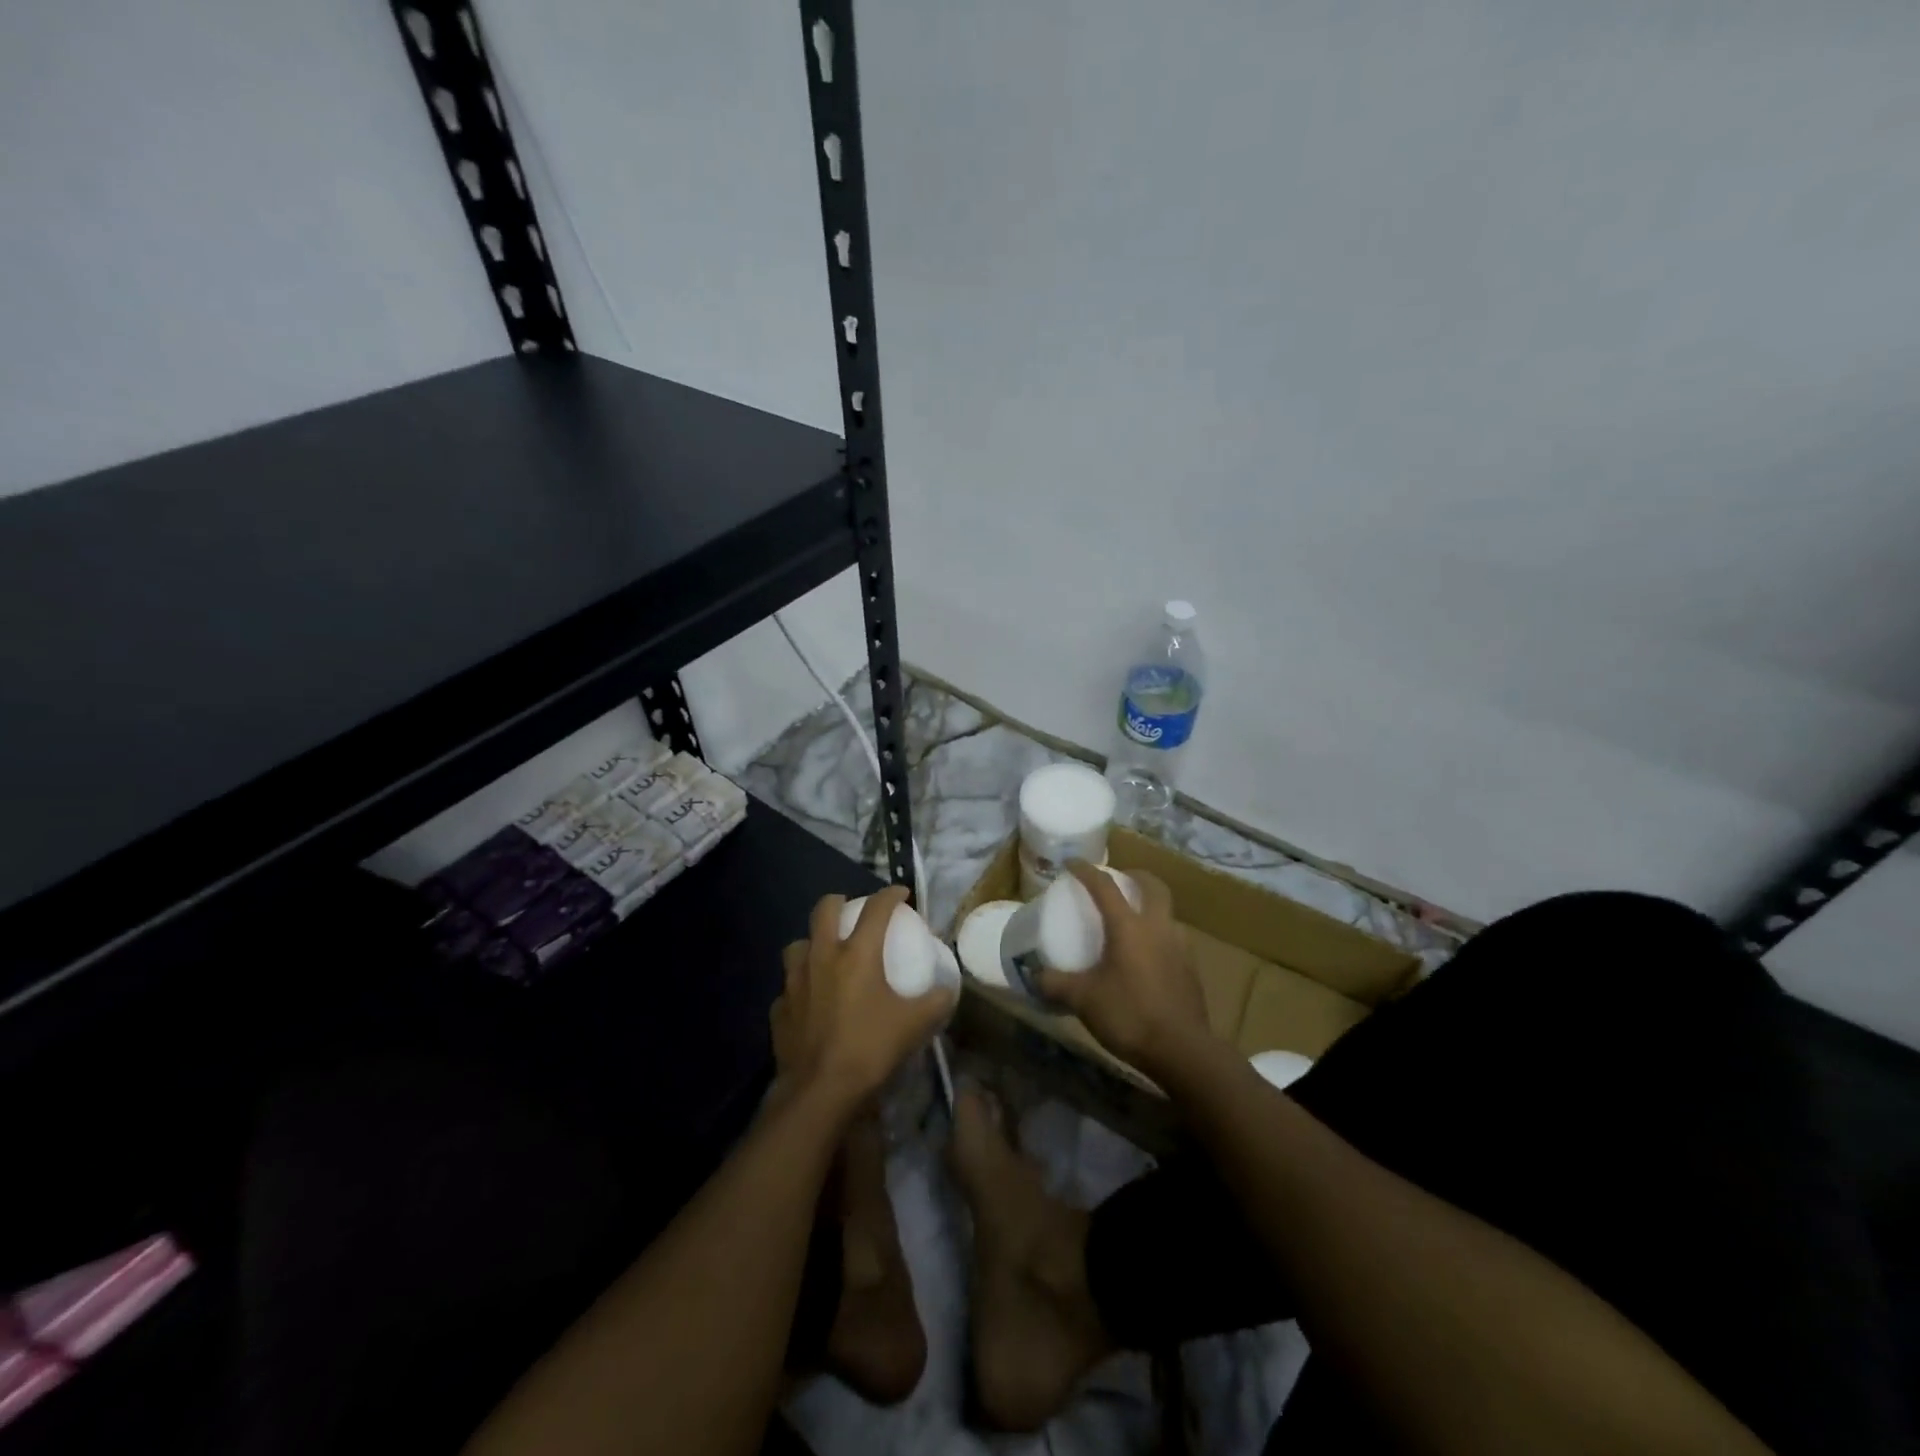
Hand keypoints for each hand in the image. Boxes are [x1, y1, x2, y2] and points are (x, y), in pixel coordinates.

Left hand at [769, 886, 956, 1118]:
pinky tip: (809, 1001)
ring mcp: (794, 982)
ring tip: (825, 955)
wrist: (819, 1092)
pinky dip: (800, 987)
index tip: (901, 893)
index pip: (876, 909)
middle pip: (823, 910)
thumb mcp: (915, 1025)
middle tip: (852, 910)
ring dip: (812, 942)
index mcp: (857, 954)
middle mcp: (822, 957)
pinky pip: (788, 987)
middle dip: (839, 902)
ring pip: (797, 945)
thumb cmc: (870, 1049)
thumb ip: (936, 1002)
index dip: (890, 894)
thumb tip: (948, 990)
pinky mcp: (779, 1009)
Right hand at [1036, 861, 1211, 1081]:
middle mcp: (1158, 927)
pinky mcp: (1192, 969)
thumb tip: (1034, 975)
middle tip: (1119, 881)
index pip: (1105, 886)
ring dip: (1152, 907)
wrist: (1182, 1051)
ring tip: (1134, 922)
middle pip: (1153, 886)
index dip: (1087, 870)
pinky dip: (1160, 936)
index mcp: (1129, 926)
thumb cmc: (1130, 1015)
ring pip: (1168, 913)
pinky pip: (1174, 939)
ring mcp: (1180, 947)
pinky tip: (1148, 957)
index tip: (1072, 863)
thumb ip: (1056, 984)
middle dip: (1135, 877)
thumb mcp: (1083, 999)